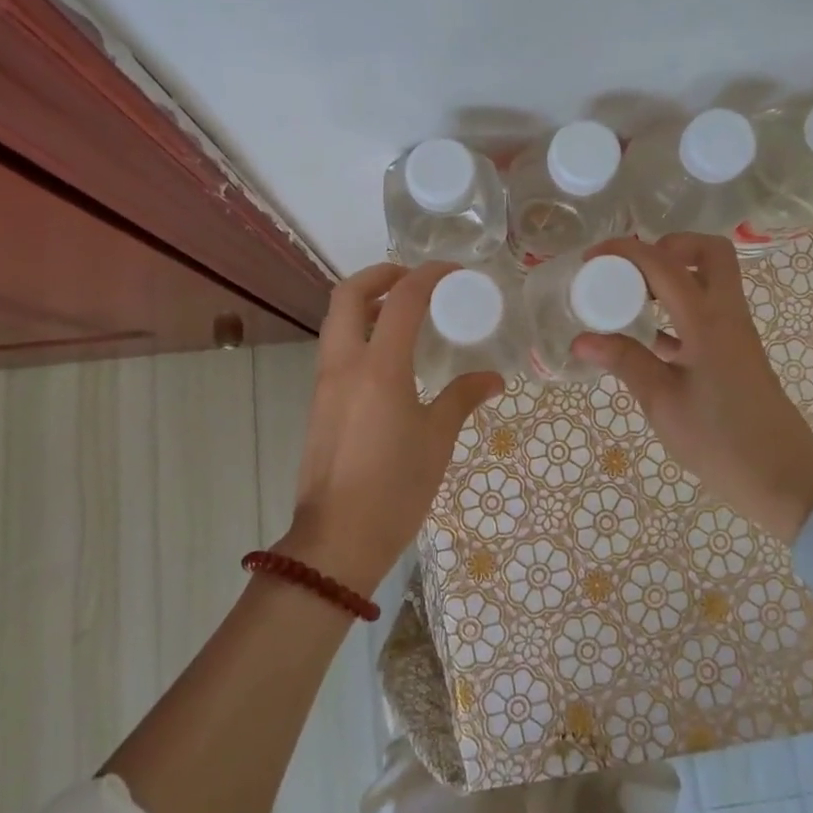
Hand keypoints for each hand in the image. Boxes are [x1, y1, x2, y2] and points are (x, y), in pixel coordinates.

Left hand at [280, 262, 502, 595]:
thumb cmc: (395, 487)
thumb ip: (463, 398)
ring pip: (336, 320)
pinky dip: (359, 332)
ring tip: (405, 313)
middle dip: (380, 275)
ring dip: (366, 303)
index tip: (454, 272)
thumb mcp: (437, 439)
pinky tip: (390, 356)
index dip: (429, 275)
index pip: (402, 299)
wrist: (337, 539)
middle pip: (348, 293)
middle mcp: (344, 363)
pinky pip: (336, 348)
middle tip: (414, 280)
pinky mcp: (319, 402)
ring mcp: (325, 382)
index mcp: (378, 367)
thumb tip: (493, 379)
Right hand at [573, 234, 812, 541]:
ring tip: (629, 299)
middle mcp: (727, 315)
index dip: (626, 251)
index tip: (591, 258)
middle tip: (630, 272)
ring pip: (710, 279)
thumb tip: (581, 339)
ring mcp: (735, 333)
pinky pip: (707, 311)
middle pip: (708, 252)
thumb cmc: (721, 441)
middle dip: (667, 248)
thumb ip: (625, 362)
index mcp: (708, 322)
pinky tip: (647, 336)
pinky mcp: (735, 352)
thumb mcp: (663, 403)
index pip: (664, 264)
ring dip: (672, 276)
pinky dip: (677, 308)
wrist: (783, 480)